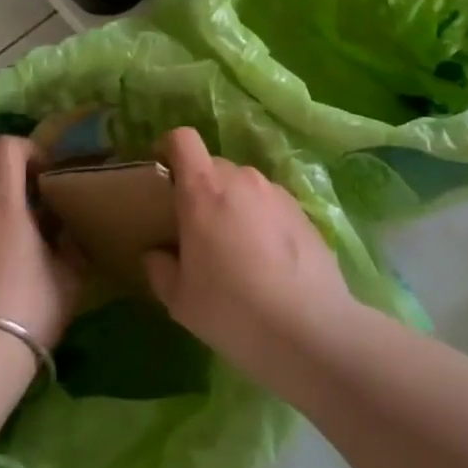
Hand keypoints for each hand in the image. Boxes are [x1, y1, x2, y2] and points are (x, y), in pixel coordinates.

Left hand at [0, 135, 83, 352]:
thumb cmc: (29, 308)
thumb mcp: (69, 275)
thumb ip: (71, 242)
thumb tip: (69, 228)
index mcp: (3, 204)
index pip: (4, 147)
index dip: (26, 148)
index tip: (44, 172)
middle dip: (3, 178)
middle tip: (28, 204)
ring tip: (11, 244)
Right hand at [143, 127, 357, 376]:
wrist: (310, 328)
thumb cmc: (232, 309)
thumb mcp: (180, 300)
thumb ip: (160, 269)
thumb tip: (156, 254)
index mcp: (203, 189)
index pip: (182, 139)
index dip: (169, 148)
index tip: (163, 175)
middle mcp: (241, 179)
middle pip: (213, 166)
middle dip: (201, 190)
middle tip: (197, 231)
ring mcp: (276, 193)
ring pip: (244, 186)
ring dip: (234, 206)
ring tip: (236, 251)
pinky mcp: (303, 211)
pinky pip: (270, 204)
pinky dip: (261, 221)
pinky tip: (268, 262)